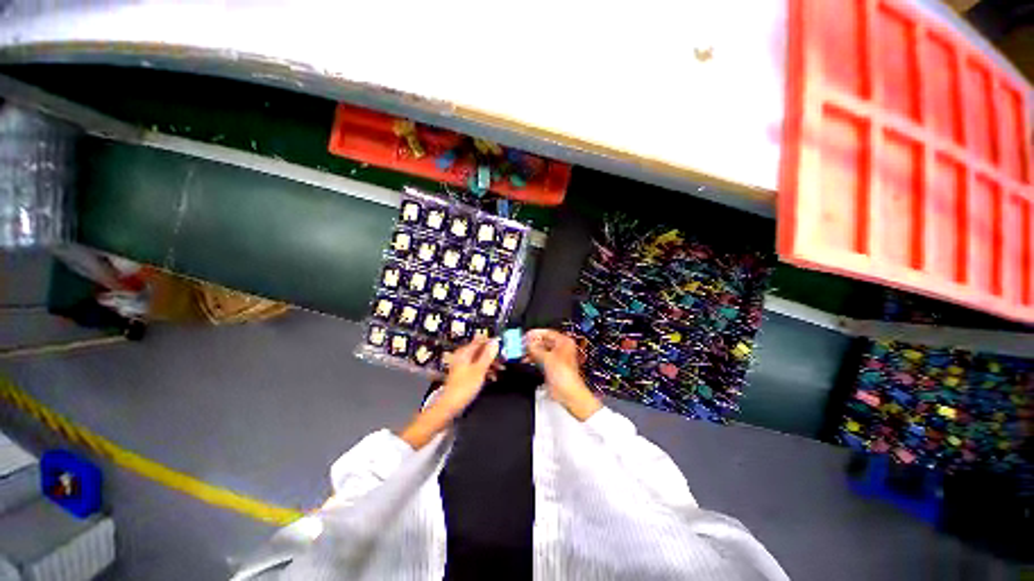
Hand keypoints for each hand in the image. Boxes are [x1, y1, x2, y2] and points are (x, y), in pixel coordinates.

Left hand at [438, 337, 500, 412]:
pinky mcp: (464, 374)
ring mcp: (463, 365)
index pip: (480, 341)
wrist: (450, 405)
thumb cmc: (464, 387)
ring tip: (500, 368)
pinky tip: (492, 375)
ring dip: (490, 362)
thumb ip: (488, 355)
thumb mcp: (479, 370)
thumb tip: (495, 341)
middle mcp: (462, 356)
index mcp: (464, 352)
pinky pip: (477, 367)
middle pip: (480, 350)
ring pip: (480, 359)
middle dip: (492, 354)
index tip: (502, 345)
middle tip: (503, 358)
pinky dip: (485, 369)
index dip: (492, 342)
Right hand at [525, 329, 600, 420]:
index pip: (548, 333)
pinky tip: (525, 359)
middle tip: (521, 344)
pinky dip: (533, 358)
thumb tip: (528, 343)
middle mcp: (561, 349)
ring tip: (521, 352)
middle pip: (544, 341)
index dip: (536, 333)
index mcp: (564, 342)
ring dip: (531, 351)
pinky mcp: (552, 367)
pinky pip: (541, 359)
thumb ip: (535, 348)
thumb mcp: (546, 357)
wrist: (567, 392)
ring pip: (541, 350)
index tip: (526, 335)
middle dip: (532, 343)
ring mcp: (556, 358)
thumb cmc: (564, 374)